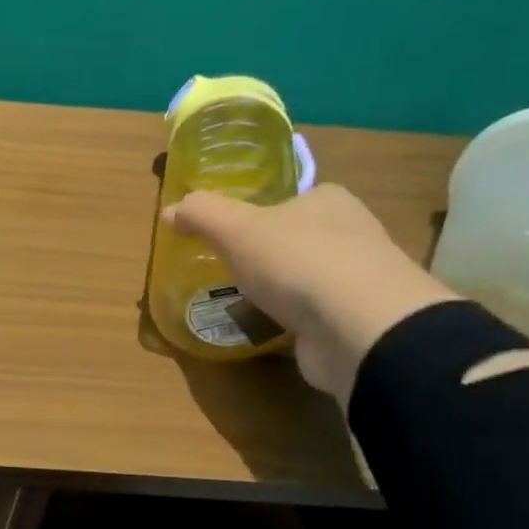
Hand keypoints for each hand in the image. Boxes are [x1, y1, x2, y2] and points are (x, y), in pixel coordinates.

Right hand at [163, 183, 456, 404]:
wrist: (357, 327)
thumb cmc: (297, 262)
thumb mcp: (236, 228)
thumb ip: (202, 215)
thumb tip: (171, 209)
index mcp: (328, 201)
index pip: (290, 199)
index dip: (259, 213)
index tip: (229, 235)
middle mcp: (350, 233)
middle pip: (297, 238)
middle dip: (266, 254)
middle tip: (227, 270)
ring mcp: (356, 279)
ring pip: (305, 278)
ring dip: (277, 290)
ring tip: (237, 303)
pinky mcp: (353, 320)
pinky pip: (311, 315)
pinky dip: (288, 321)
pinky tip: (264, 330)